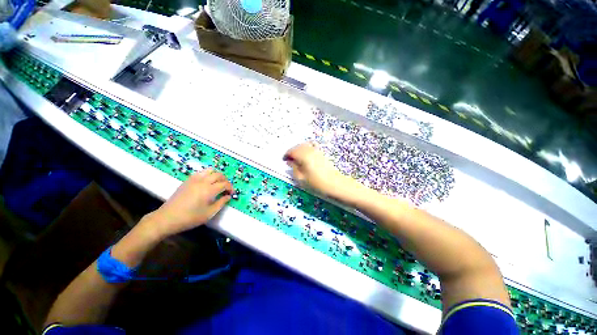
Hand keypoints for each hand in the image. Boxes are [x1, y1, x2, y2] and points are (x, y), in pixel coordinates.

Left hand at [145, 168, 233, 237]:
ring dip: (216, 175)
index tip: (231, 193)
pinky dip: (207, 175)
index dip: (230, 188)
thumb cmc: (190, 218)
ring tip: (217, 183)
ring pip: (210, 170)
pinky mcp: (187, 180)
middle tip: (226, 188)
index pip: (225, 184)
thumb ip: (221, 203)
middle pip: (219, 174)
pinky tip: (206, 183)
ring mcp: (194, 179)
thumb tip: (228, 196)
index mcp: (209, 190)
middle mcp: (203, 181)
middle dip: (225, 180)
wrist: (168, 218)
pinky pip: (201, 172)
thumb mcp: (209, 213)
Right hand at [283, 142, 363, 203]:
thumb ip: (294, 168)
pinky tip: (306, 154)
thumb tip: (289, 161)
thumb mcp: (301, 178)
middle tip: (289, 160)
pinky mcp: (321, 153)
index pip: (292, 151)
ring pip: (304, 145)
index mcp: (303, 156)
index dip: (286, 155)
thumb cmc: (316, 183)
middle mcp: (310, 150)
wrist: (335, 184)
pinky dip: (306, 148)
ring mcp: (316, 150)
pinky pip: (311, 146)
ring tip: (296, 158)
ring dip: (298, 150)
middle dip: (292, 152)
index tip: (284, 160)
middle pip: (298, 146)